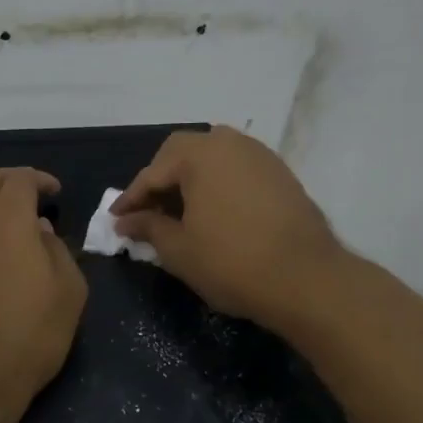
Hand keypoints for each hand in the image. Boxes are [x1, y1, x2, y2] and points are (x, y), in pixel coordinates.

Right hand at [111, 126, 344, 329]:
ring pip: (213, 157)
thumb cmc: (232, 262)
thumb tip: (125, 220)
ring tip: (181, 212)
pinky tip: (214, 212)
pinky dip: (218, 184)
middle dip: (161, 180)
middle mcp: (230, 143)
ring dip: (191, 179)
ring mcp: (260, 156)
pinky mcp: (281, 174)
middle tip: (148, 211)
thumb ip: (148, 227)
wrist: (306, 279)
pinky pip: (237, 169)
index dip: (131, 199)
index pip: (153, 173)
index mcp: (200, 154)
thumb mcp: (179, 249)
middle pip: (183, 152)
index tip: (116, 220)